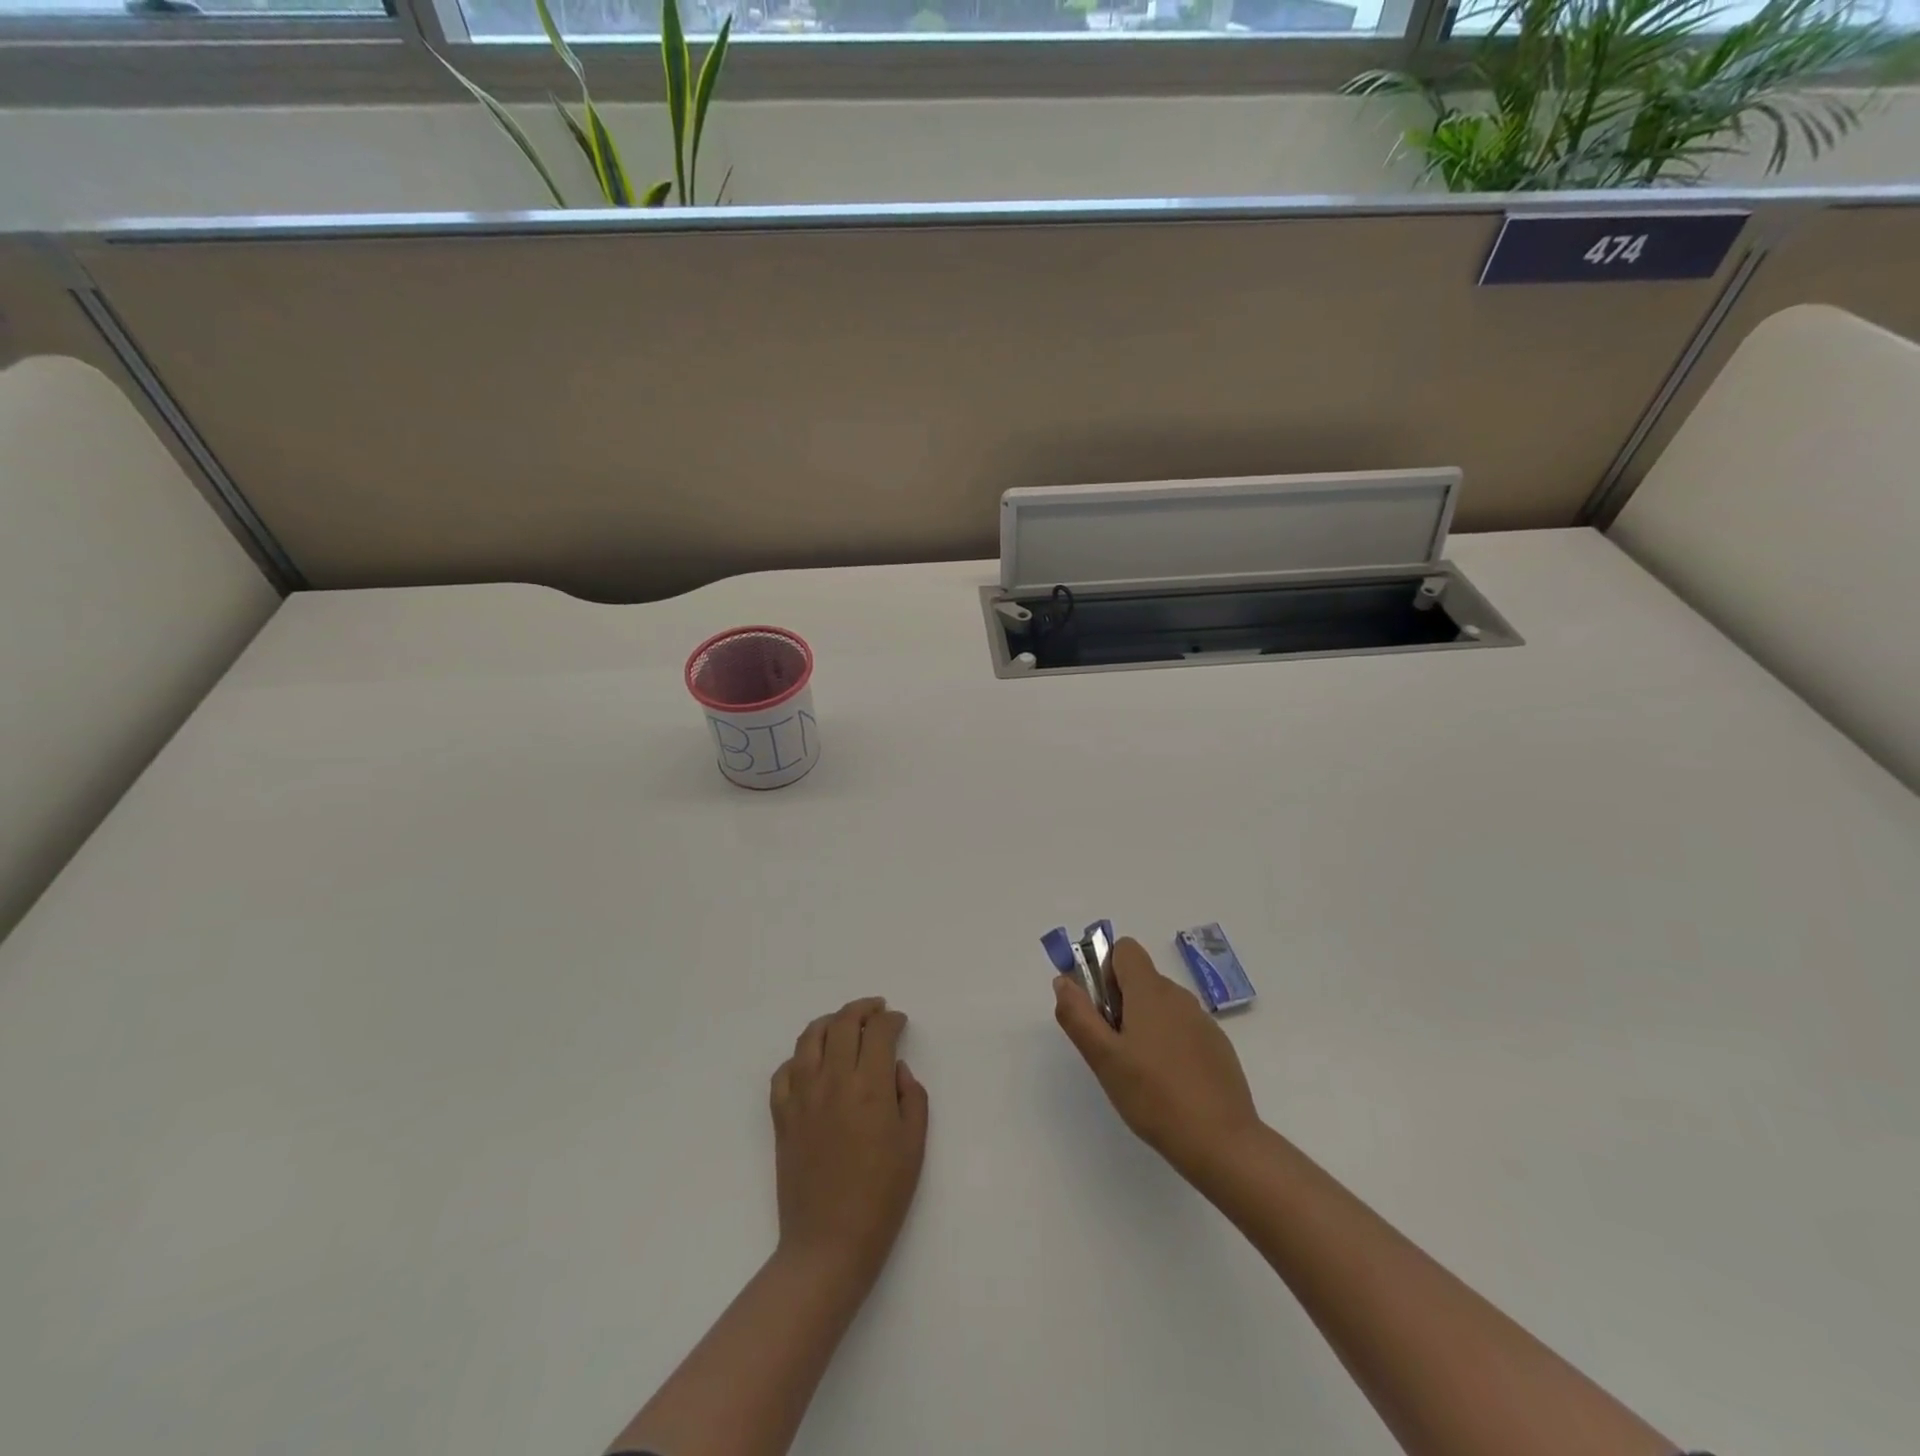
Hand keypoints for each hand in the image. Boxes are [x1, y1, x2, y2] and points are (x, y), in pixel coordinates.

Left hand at [769, 997, 929, 1286]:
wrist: (828, 1244)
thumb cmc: (881, 1198)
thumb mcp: (914, 1146)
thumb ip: (911, 1097)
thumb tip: (895, 1069)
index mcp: (870, 1086)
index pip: (879, 1032)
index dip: (891, 1020)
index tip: (899, 1022)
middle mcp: (833, 1080)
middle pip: (843, 1023)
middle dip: (863, 1009)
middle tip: (876, 1010)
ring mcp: (802, 1096)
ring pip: (810, 1038)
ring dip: (829, 1022)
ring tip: (843, 1024)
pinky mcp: (781, 1116)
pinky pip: (784, 1071)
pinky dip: (799, 1057)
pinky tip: (811, 1062)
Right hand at [1053, 937, 1261, 1176]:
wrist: (1222, 1142)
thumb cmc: (1154, 1096)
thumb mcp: (1103, 1058)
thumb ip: (1078, 1015)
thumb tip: (1064, 981)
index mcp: (1150, 990)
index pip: (1125, 949)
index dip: (1105, 970)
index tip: (1101, 1009)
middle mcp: (1179, 996)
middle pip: (1140, 979)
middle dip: (1120, 1003)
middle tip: (1113, 1049)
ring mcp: (1202, 1021)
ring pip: (1161, 1005)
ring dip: (1143, 1024)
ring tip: (1138, 1071)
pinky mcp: (1217, 1046)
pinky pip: (1182, 1028)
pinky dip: (1168, 1043)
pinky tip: (1167, 1083)